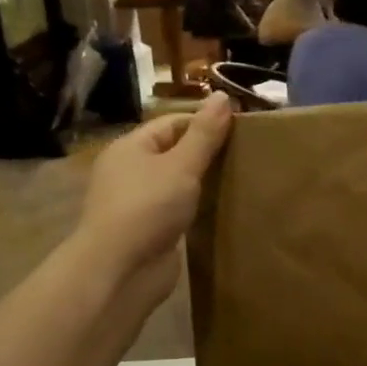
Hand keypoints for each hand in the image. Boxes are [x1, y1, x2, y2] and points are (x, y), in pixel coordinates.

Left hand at [77, 94, 232, 307]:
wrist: (120, 270)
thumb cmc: (148, 207)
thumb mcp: (181, 165)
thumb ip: (204, 134)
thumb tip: (222, 95)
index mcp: (130, 148)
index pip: (172, 123)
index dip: (205, 122)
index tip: (241, 129)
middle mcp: (130, 171)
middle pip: (174, 152)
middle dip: (207, 153)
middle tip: (246, 154)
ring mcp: (138, 203)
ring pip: (177, 184)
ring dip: (203, 183)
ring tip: (240, 179)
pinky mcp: (149, 230)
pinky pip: (178, 211)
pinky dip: (197, 208)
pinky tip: (222, 209)